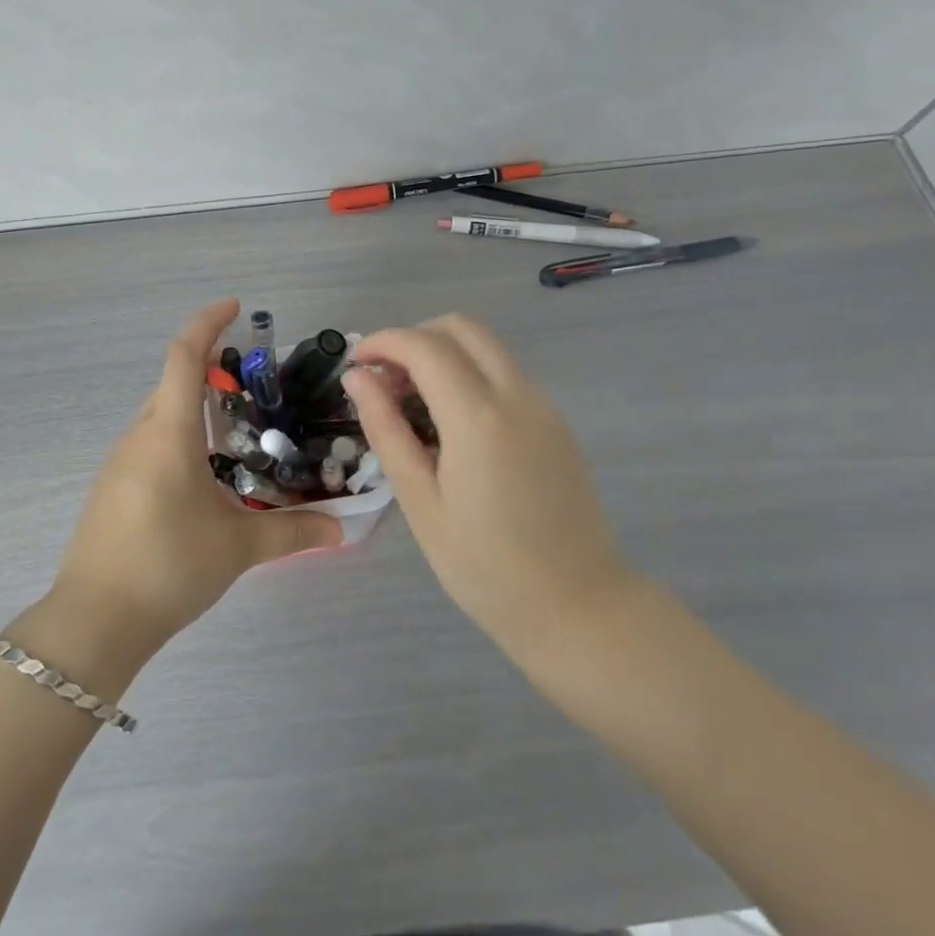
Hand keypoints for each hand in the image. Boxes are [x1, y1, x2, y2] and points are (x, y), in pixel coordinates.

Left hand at [50, 299, 341, 652]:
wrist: (94, 620)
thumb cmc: (168, 566)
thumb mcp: (238, 547)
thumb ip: (292, 531)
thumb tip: (341, 529)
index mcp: (168, 433)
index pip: (183, 357)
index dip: (207, 323)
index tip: (234, 307)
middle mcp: (139, 436)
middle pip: (171, 382)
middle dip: (207, 368)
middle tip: (251, 380)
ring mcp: (119, 462)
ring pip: (159, 414)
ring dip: (192, 406)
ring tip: (234, 427)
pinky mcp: (112, 487)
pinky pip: (149, 442)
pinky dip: (178, 436)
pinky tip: (202, 473)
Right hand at [342, 314, 635, 663]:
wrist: (578, 607)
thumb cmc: (485, 566)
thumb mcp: (421, 501)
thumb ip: (386, 429)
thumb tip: (357, 377)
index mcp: (477, 416)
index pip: (423, 345)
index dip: (383, 342)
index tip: (355, 364)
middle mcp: (516, 395)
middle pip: (461, 327)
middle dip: (415, 337)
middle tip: (385, 380)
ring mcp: (543, 405)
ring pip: (487, 346)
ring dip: (443, 353)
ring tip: (411, 402)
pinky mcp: (555, 422)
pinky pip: (505, 373)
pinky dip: (469, 372)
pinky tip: (450, 421)